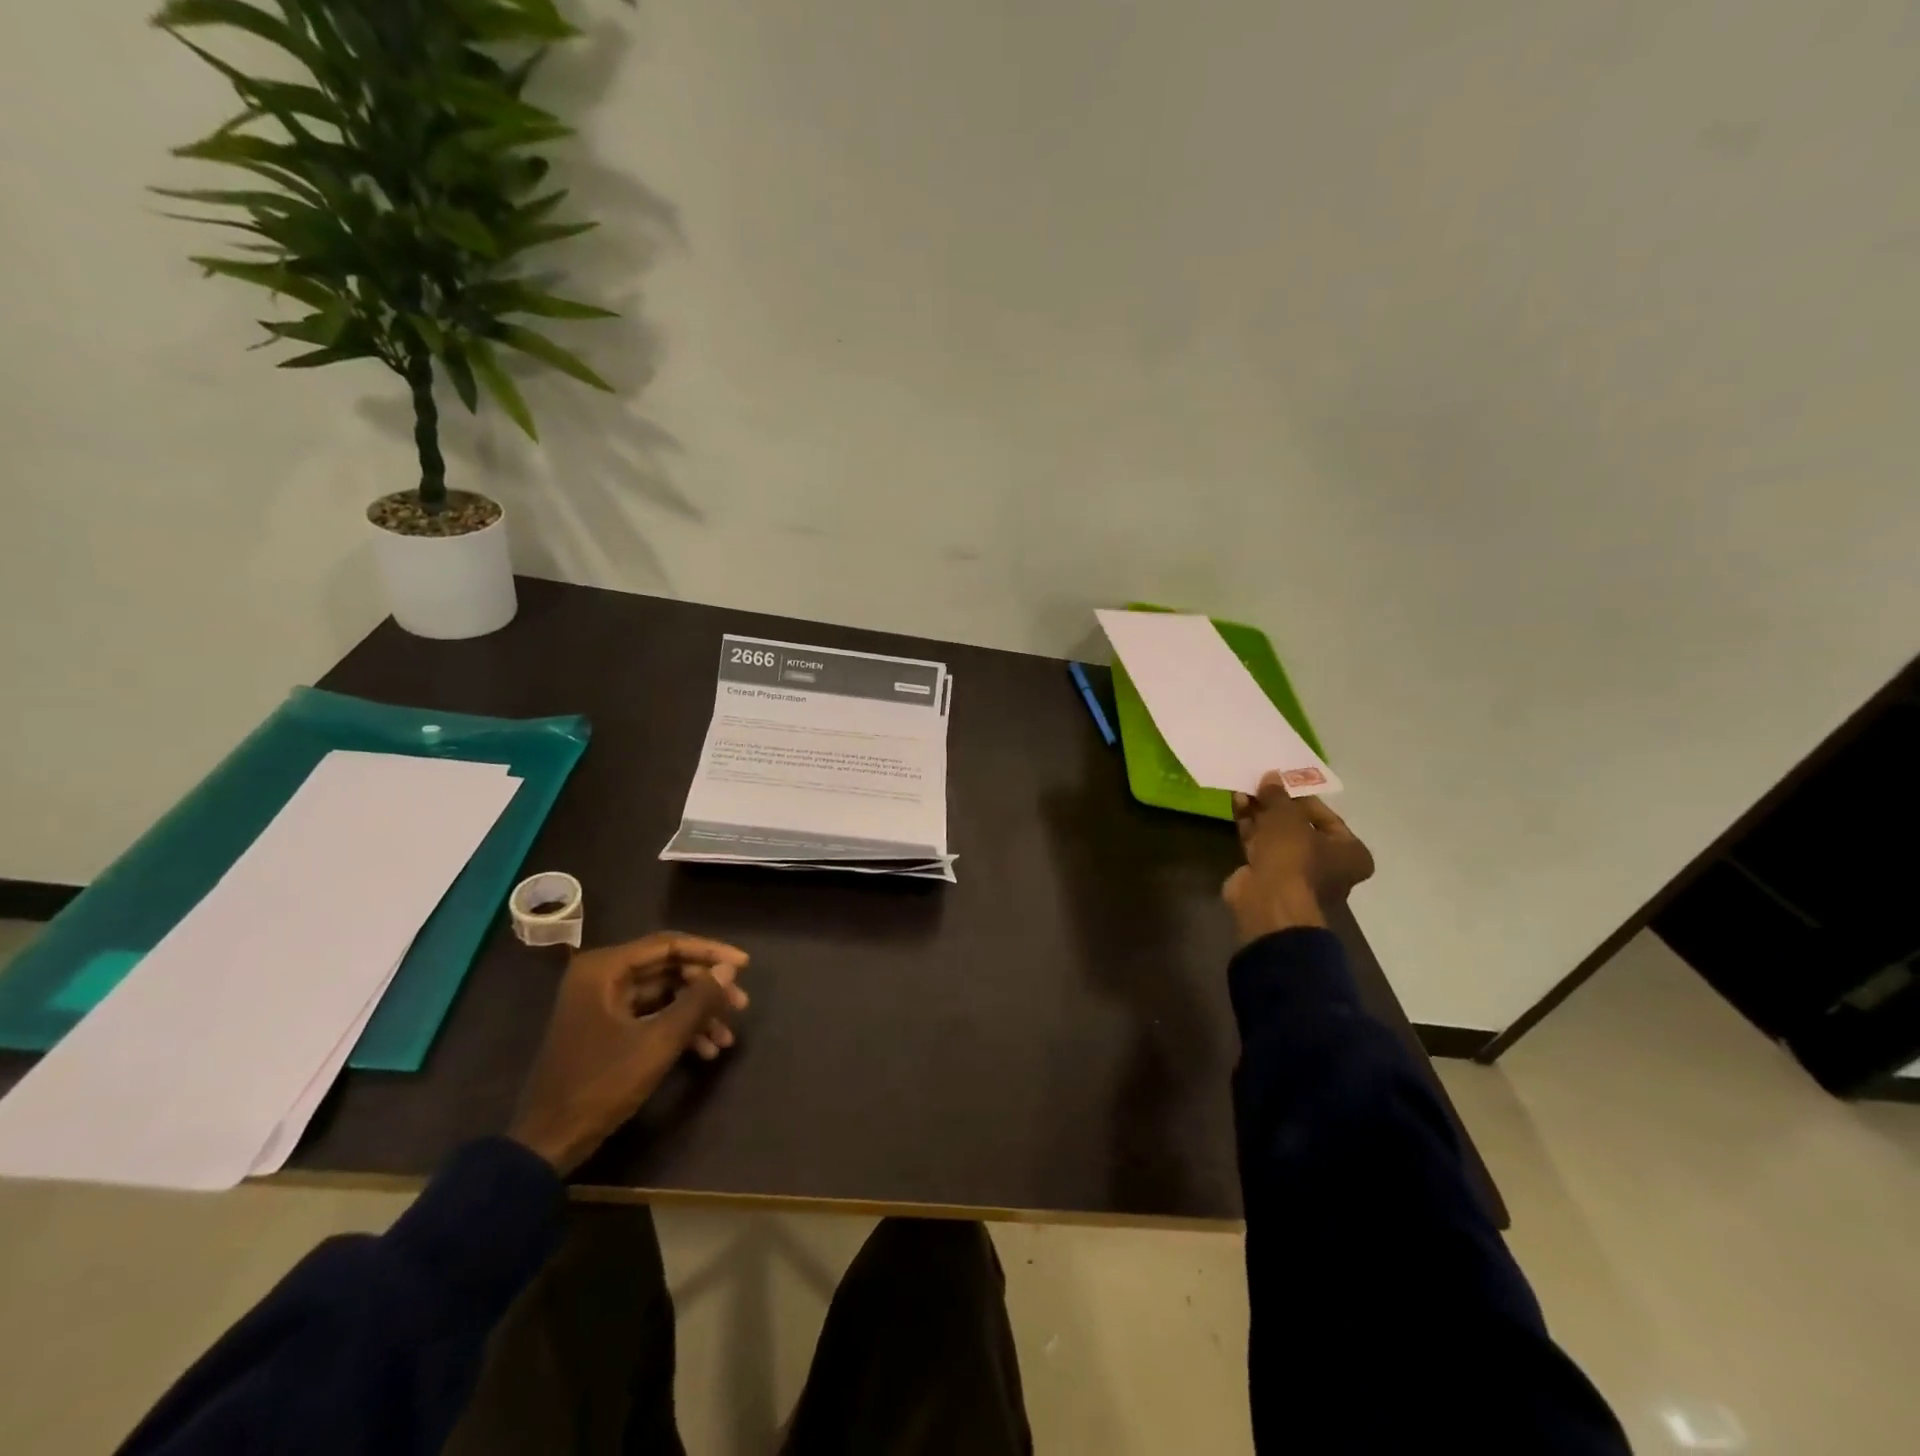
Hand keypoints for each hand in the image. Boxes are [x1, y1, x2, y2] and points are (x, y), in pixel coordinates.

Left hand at [507, 932, 750, 1173]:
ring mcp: (602, 1002)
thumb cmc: (601, 1085)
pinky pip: (651, 1014)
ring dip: (697, 1012)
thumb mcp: (657, 1043)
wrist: (548, 1143)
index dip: (711, 952)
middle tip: (740, 1005)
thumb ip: (697, 1002)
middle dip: (706, 988)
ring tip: (727, 1037)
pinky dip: (678, 1028)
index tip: (744, 966)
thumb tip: (729, 970)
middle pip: (668, 969)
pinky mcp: (606, 1027)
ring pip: (664, 994)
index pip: (669, 945)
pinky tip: (706, 1051)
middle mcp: (601, 976)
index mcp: (604, 969)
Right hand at [1222, 772, 1375, 945]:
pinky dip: (1251, 827)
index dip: (1303, 797)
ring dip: (1261, 813)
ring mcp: (1296, 874)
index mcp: (1350, 853)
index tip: (1283, 782)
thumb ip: (1279, 795)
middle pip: (1300, 827)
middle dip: (1277, 806)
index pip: (1328, 818)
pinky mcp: (1269, 877)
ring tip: (1244, 790)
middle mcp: (1328, 866)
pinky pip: (1261, 846)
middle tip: (1261, 784)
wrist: (1268, 902)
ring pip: (1278, 837)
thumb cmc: (1294, 856)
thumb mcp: (1287, 816)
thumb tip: (1271, 776)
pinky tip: (1238, 805)